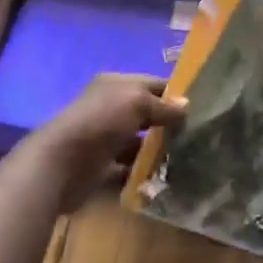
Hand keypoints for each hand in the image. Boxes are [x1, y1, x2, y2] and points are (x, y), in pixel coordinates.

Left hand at [27, 74, 187, 210]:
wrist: (60, 163)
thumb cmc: (100, 122)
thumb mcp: (136, 103)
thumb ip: (162, 106)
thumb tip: (187, 107)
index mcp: (116, 85)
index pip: (153, 84)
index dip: (175, 94)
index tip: (203, 107)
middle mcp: (111, 109)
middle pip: (146, 114)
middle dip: (169, 124)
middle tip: (198, 135)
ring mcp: (105, 139)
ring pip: (139, 142)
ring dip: (158, 150)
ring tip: (187, 159)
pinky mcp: (102, 167)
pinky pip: (128, 168)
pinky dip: (143, 172)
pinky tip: (164, 177)